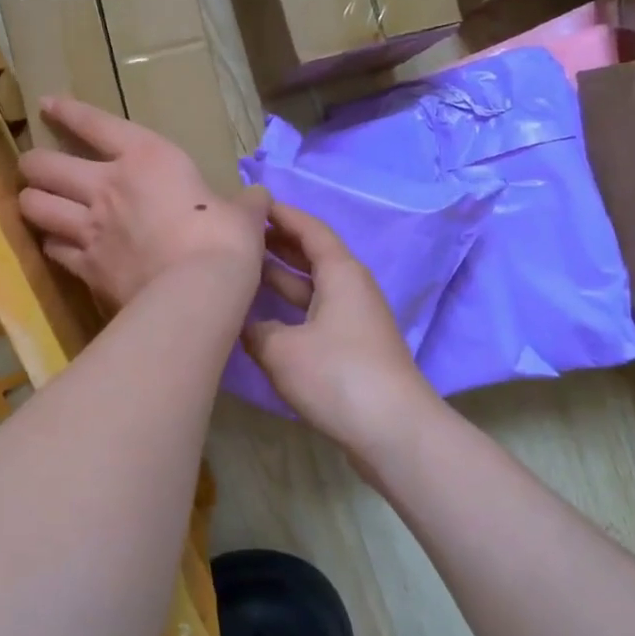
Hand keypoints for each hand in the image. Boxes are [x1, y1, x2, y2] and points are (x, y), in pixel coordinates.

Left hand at [18, 96, 268, 310]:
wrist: (197, 291)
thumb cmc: (224, 239)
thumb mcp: (243, 215)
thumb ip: (244, 204)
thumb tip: (260, 200)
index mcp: (145, 158)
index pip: (94, 123)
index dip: (67, 111)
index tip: (47, 104)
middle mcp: (106, 186)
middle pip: (43, 165)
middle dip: (34, 164)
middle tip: (37, 169)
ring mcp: (88, 228)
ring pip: (34, 206)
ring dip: (33, 204)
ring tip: (37, 205)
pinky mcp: (84, 267)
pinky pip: (52, 251)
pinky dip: (52, 248)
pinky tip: (57, 249)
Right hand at [242, 200, 433, 455]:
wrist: (393, 431)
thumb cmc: (338, 376)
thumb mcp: (282, 350)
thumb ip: (255, 329)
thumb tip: (243, 323)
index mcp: (341, 273)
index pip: (310, 229)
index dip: (282, 215)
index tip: (253, 204)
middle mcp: (350, 288)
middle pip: (312, 255)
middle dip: (278, 243)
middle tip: (240, 236)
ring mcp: (353, 319)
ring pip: (312, 287)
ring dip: (281, 277)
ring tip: (243, 270)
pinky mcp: (352, 347)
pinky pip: (315, 312)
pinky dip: (289, 307)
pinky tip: (261, 317)